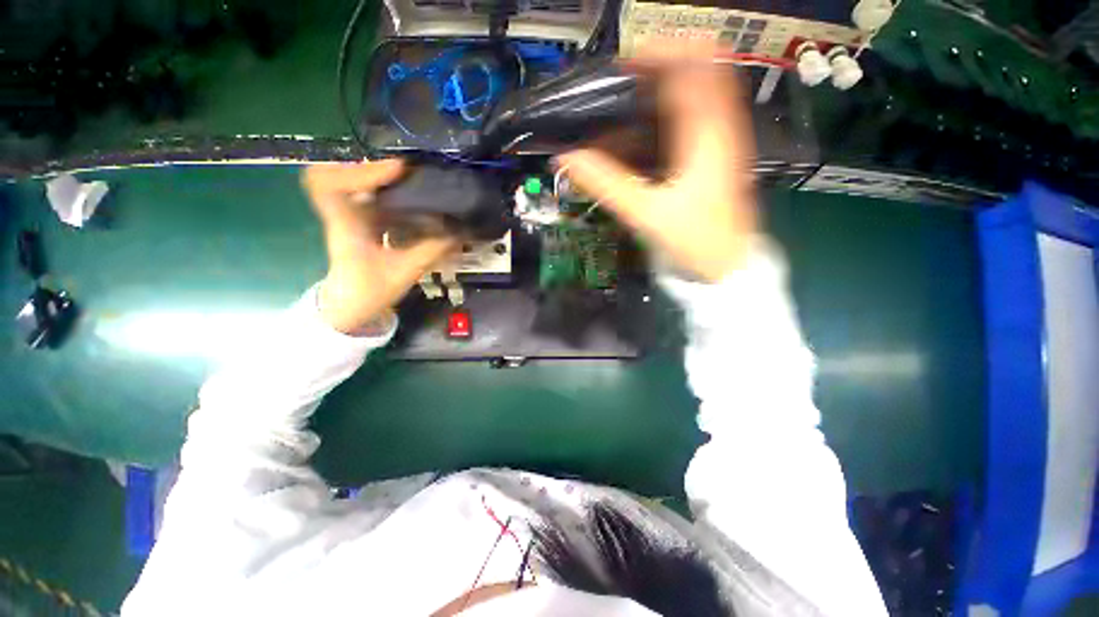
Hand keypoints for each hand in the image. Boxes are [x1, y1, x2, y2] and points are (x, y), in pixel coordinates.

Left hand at [303, 160, 454, 334]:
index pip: (329, 186)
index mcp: (345, 227)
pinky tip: (412, 200)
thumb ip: (430, 252)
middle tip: (407, 172)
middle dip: (374, 169)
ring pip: (359, 186)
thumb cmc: (368, 293)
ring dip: (384, 180)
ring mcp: (352, 218)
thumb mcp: (404, 273)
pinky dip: (391, 194)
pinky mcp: (362, 223)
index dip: (360, 171)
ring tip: (415, 182)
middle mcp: (345, 216)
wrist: (350, 306)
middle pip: (343, 176)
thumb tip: (459, 233)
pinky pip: (372, 199)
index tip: (396, 170)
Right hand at [558, 54, 758, 282]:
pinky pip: (703, 117)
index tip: (627, 61)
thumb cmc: (694, 240)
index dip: (660, 52)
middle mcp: (722, 128)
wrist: (727, 265)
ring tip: (635, 99)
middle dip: (665, 64)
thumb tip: (569, 160)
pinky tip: (653, 128)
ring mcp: (726, 141)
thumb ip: (606, 184)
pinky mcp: (721, 156)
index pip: (692, 66)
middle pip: (704, 69)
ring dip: (671, 86)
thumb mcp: (646, 213)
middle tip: (629, 78)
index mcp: (707, 135)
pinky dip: (678, 111)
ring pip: (705, 91)